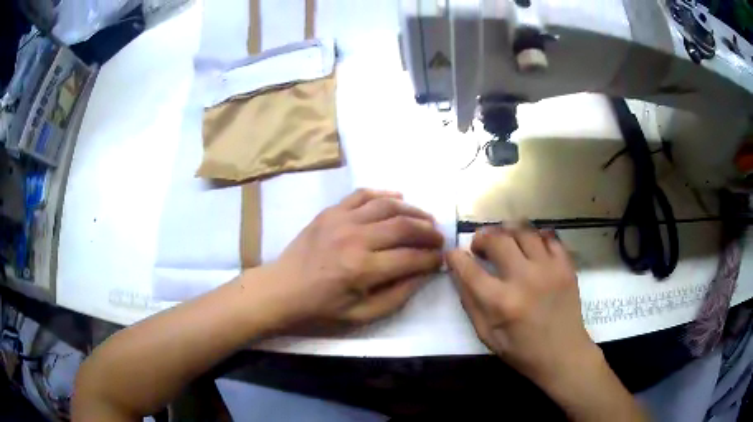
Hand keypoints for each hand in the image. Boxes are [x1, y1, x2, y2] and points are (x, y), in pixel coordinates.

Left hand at [263, 189, 443, 327]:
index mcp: (362, 269)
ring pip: (387, 205)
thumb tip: (424, 273)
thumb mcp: (361, 315)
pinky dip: (383, 194)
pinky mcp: (330, 211)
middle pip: (404, 226)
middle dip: (429, 232)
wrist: (281, 289)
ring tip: (426, 219)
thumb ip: (397, 295)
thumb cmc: (321, 308)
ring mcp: (341, 220)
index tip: (441, 259)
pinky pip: (362, 194)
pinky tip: (398, 198)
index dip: (432, 258)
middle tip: (440, 238)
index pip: (411, 258)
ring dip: (413, 211)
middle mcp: (355, 238)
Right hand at [446, 226, 598, 387]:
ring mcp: (549, 269)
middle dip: (482, 238)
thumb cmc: (522, 351)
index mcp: (501, 302)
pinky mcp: (566, 266)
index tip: (453, 254)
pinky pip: (549, 237)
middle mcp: (525, 279)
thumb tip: (458, 273)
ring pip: (524, 231)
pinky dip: (536, 237)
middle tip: (479, 246)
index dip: (456, 257)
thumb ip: (471, 303)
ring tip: (504, 241)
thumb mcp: (487, 336)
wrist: (563, 354)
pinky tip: (530, 246)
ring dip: (508, 232)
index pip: (470, 269)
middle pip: (498, 240)